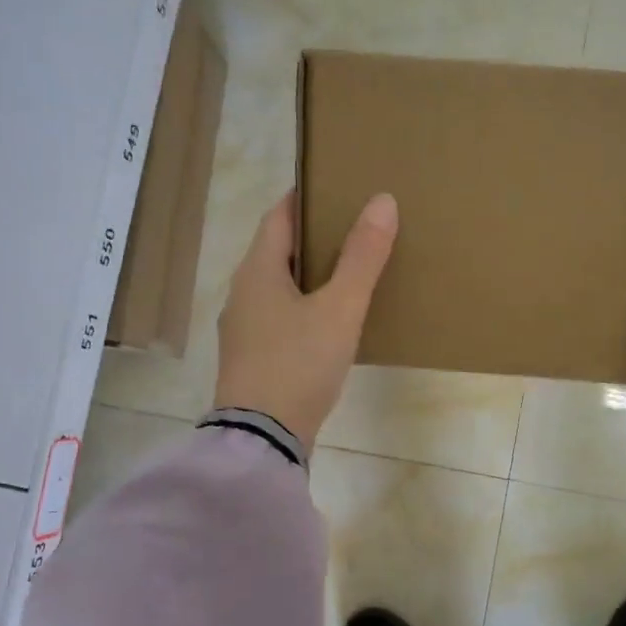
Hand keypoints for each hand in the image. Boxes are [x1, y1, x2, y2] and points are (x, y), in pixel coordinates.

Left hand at [214, 191, 398, 447]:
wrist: (262, 438)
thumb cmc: (299, 364)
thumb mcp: (340, 309)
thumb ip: (362, 257)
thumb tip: (383, 201)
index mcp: (257, 271)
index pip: (278, 216)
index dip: (305, 197)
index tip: (336, 187)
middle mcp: (242, 293)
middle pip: (277, 250)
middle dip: (312, 237)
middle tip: (354, 229)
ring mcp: (243, 329)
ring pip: (279, 287)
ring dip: (309, 275)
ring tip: (349, 273)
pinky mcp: (252, 359)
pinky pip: (279, 318)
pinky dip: (303, 308)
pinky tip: (329, 322)